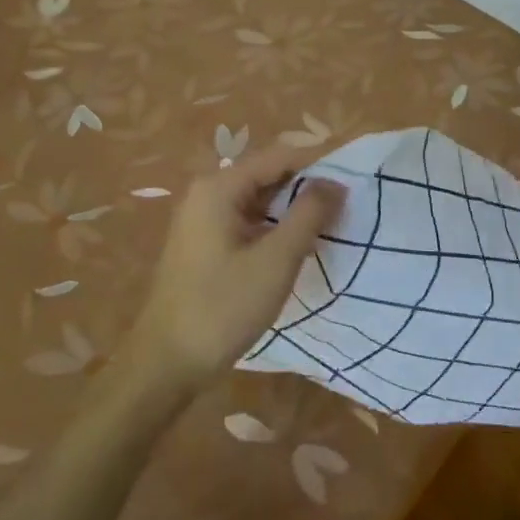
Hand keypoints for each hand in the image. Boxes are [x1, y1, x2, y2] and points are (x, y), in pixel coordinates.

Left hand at [127, 145, 346, 387]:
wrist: (166, 363)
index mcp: (220, 187)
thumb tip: (335, 182)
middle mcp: (207, 193)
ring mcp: (202, 219)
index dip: (318, 164)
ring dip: (291, 209)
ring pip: (258, 200)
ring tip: (329, 225)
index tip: (353, 180)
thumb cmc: (222, 308)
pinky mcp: (203, 244)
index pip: (279, 156)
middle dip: (306, 187)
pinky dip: (273, 227)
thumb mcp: (276, 260)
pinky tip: (296, 246)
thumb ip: (308, 215)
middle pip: (267, 175)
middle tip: (346, 206)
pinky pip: (246, 220)